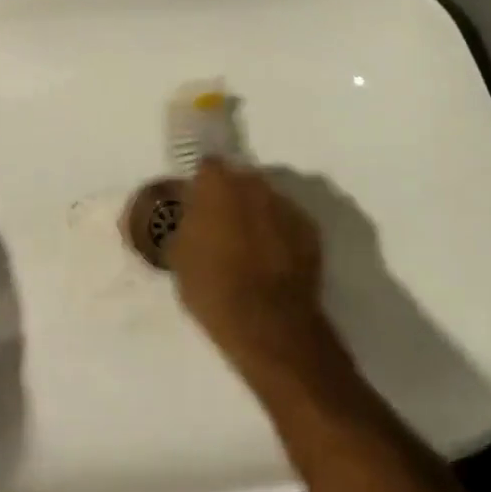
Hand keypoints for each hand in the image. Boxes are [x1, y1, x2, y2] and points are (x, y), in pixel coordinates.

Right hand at [167, 160, 333, 371]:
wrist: (268, 324)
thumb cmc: (213, 288)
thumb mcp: (179, 256)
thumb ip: (187, 225)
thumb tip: (193, 217)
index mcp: (218, 184)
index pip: (207, 167)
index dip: (202, 185)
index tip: (198, 204)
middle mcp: (255, 183)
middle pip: (240, 180)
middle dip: (232, 197)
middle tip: (223, 227)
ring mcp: (287, 205)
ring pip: (266, 201)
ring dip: (258, 216)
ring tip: (251, 249)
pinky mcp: (311, 230)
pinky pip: (289, 224)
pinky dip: (281, 236)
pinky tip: (273, 263)